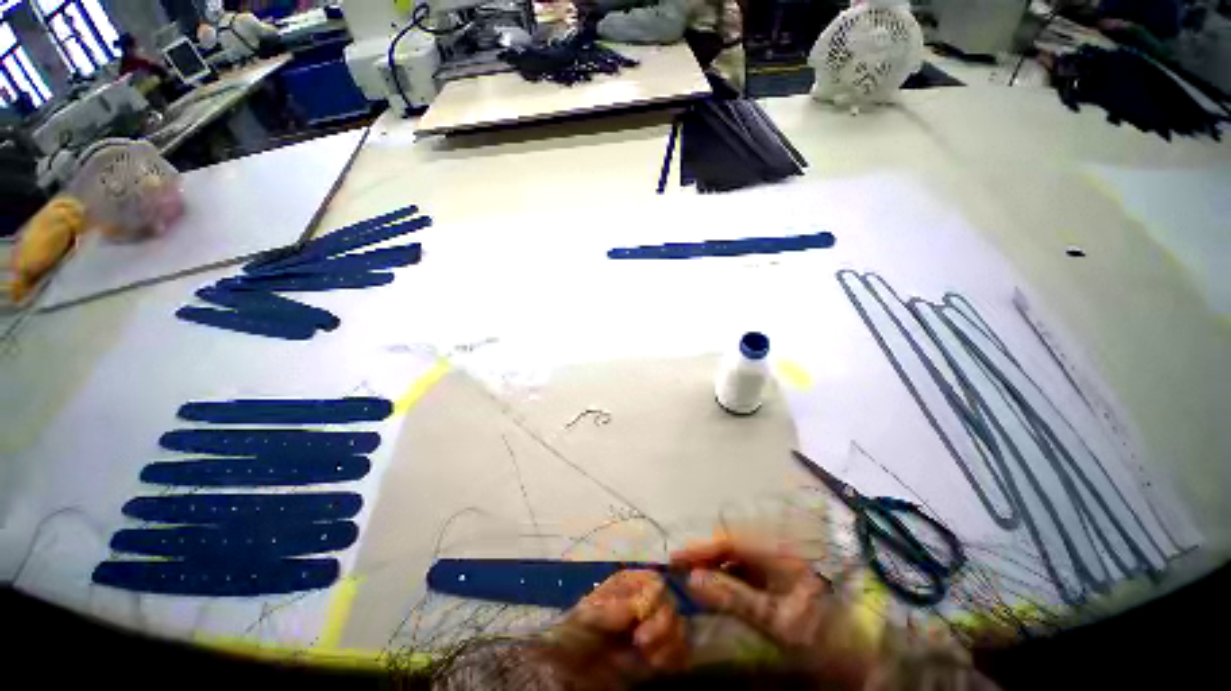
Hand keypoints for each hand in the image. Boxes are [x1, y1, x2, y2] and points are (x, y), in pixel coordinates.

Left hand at [552, 570, 687, 676]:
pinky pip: (682, 651)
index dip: (656, 598)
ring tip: (648, 658)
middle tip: (641, 643)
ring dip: (668, 644)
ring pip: (680, 627)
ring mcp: (654, 627)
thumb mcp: (588, 616)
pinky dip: (674, 658)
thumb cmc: (576, 636)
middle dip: (662, 625)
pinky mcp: (661, 653)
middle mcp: (645, 601)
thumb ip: (615, 607)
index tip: (642, 618)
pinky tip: (656, 666)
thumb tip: (646, 600)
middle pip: (672, 602)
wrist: (572, 672)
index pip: (656, 581)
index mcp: (628, 584)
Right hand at [672, 536, 876, 688]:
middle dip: (703, 557)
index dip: (701, 549)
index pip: (729, 541)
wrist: (860, 656)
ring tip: (690, 579)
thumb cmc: (821, 636)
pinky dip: (726, 580)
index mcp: (778, 553)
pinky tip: (714, 591)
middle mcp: (775, 551)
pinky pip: (744, 573)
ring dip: (712, 568)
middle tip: (678, 571)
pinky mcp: (776, 578)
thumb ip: (735, 598)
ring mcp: (776, 564)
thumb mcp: (777, 621)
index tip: (675, 559)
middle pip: (730, 547)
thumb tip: (693, 580)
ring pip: (735, 559)